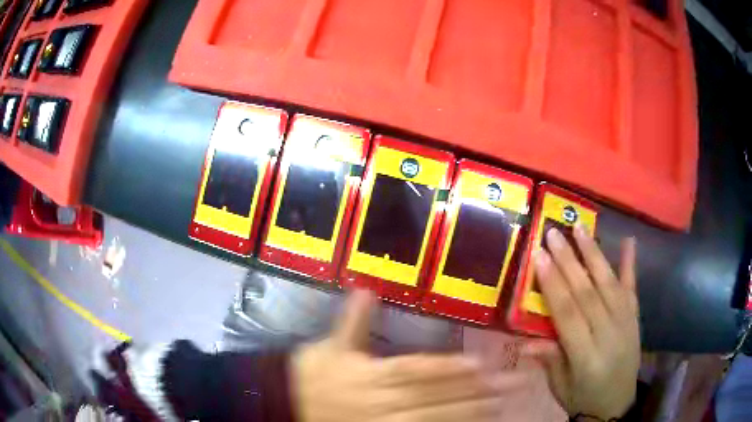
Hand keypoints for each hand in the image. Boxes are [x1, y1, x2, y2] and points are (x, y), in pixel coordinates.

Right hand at [292, 290, 522, 421]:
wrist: (290, 403)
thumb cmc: (313, 374)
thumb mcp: (330, 346)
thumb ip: (352, 321)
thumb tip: (364, 288)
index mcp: (375, 374)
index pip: (420, 371)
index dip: (451, 368)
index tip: (482, 363)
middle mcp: (386, 399)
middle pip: (437, 396)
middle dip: (476, 390)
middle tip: (511, 384)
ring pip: (435, 418)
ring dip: (469, 413)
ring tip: (501, 406)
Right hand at [529, 226, 639, 419]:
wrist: (617, 405)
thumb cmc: (583, 398)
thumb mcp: (559, 386)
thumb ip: (548, 360)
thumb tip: (525, 341)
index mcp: (587, 358)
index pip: (568, 315)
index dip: (554, 285)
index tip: (540, 256)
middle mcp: (609, 336)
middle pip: (588, 293)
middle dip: (569, 261)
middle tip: (554, 233)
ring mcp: (626, 324)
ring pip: (609, 284)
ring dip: (594, 254)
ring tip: (580, 227)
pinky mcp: (635, 319)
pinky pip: (632, 288)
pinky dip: (630, 264)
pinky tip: (629, 241)